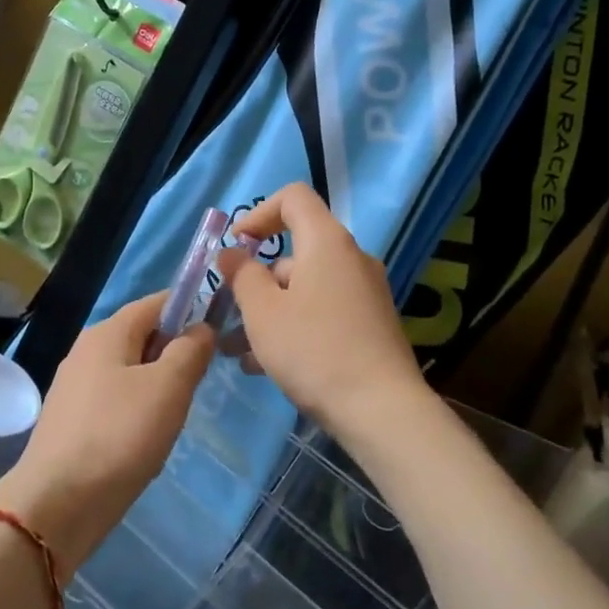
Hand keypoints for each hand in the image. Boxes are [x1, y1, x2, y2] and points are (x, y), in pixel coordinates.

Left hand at [0, 292, 212, 576]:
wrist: (58, 502)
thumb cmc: (120, 435)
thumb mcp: (168, 387)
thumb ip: (190, 350)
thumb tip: (201, 328)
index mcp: (107, 333)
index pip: (155, 303)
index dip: (189, 309)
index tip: (219, 330)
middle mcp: (85, 352)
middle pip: (141, 337)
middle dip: (174, 352)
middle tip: (200, 382)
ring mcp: (74, 388)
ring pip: (129, 372)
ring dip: (158, 386)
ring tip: (176, 416)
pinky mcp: (71, 422)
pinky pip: (115, 402)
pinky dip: (137, 411)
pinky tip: (147, 440)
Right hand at [216, 183, 426, 435]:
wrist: (381, 410)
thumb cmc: (314, 350)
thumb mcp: (263, 312)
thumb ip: (242, 275)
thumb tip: (232, 253)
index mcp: (327, 242)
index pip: (293, 198)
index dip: (258, 214)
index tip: (234, 248)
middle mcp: (351, 259)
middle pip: (295, 251)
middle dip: (255, 280)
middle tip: (228, 313)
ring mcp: (364, 293)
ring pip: (305, 289)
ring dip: (268, 312)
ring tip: (237, 351)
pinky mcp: (370, 325)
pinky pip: (322, 312)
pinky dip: (293, 327)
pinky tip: (265, 366)